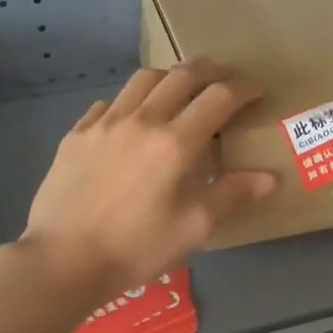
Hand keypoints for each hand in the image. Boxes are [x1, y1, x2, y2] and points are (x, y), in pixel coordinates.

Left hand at [19, 60, 276, 297]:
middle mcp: (142, 120)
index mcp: (175, 143)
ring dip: (171, 77)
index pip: (219, 98)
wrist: (62, 260)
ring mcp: (104, 123)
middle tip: (227, 78)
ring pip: (143, 80)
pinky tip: (133, 119)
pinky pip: (109, 102)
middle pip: (182, 75)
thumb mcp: (193, 228)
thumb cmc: (136, 248)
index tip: (257, 91)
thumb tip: (269, 177)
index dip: (243, 89)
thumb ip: (232, 195)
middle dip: (211, 71)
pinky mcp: (77, 134)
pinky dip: (131, 101)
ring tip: (182, 89)